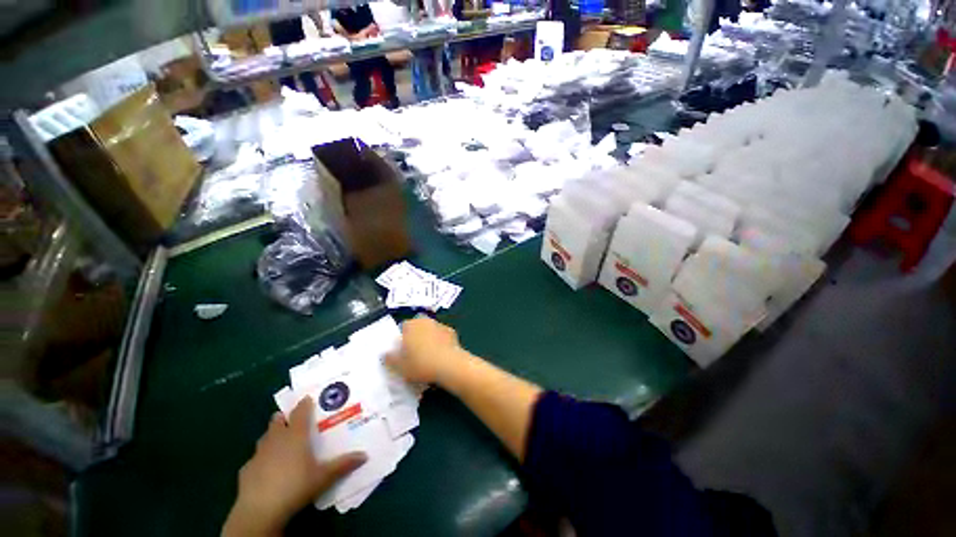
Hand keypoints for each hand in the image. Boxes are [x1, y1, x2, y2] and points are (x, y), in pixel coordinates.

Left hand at [222, 397, 366, 535]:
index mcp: (295, 436)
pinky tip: (267, 469)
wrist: (260, 511)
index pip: (300, 412)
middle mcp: (276, 440)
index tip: (308, 398)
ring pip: (265, 437)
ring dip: (272, 436)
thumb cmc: (295, 487)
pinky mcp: (246, 470)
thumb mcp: (324, 477)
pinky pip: (255, 458)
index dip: (304, 404)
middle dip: (285, 418)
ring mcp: (258, 454)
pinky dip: (262, 458)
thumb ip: (343, 465)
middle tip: (294, 420)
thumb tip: (364, 455)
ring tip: (282, 442)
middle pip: (278, 421)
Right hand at [386, 317, 466, 384]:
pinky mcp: (452, 332)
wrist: (449, 364)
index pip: (403, 327)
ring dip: (429, 339)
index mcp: (411, 325)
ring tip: (428, 356)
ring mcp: (440, 325)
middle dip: (416, 337)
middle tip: (415, 353)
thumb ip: (390, 358)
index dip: (402, 339)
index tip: (403, 352)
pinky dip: (441, 342)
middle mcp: (425, 321)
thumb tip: (385, 354)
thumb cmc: (421, 364)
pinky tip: (440, 356)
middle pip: (418, 327)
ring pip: (431, 331)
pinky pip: (442, 336)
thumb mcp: (399, 366)